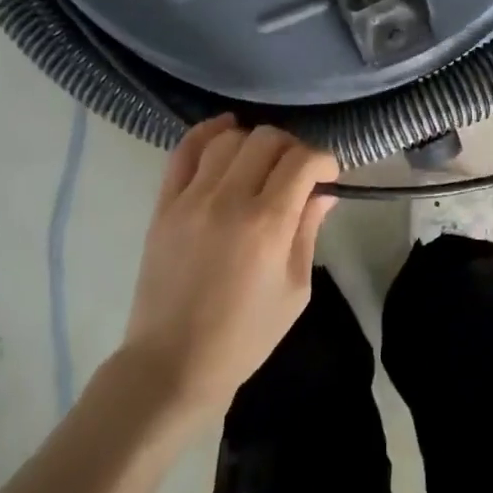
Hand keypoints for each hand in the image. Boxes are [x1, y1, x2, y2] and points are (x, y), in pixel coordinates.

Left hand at [122, 116, 337, 417]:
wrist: (174, 362)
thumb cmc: (246, 335)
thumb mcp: (295, 289)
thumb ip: (308, 231)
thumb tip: (323, 192)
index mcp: (267, 224)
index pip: (302, 161)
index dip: (324, 160)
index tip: (329, 174)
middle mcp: (228, 200)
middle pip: (267, 140)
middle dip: (292, 147)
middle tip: (298, 171)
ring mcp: (190, 199)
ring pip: (228, 138)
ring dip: (254, 141)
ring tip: (262, 160)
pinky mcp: (164, 204)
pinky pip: (184, 151)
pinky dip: (208, 133)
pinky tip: (226, 131)